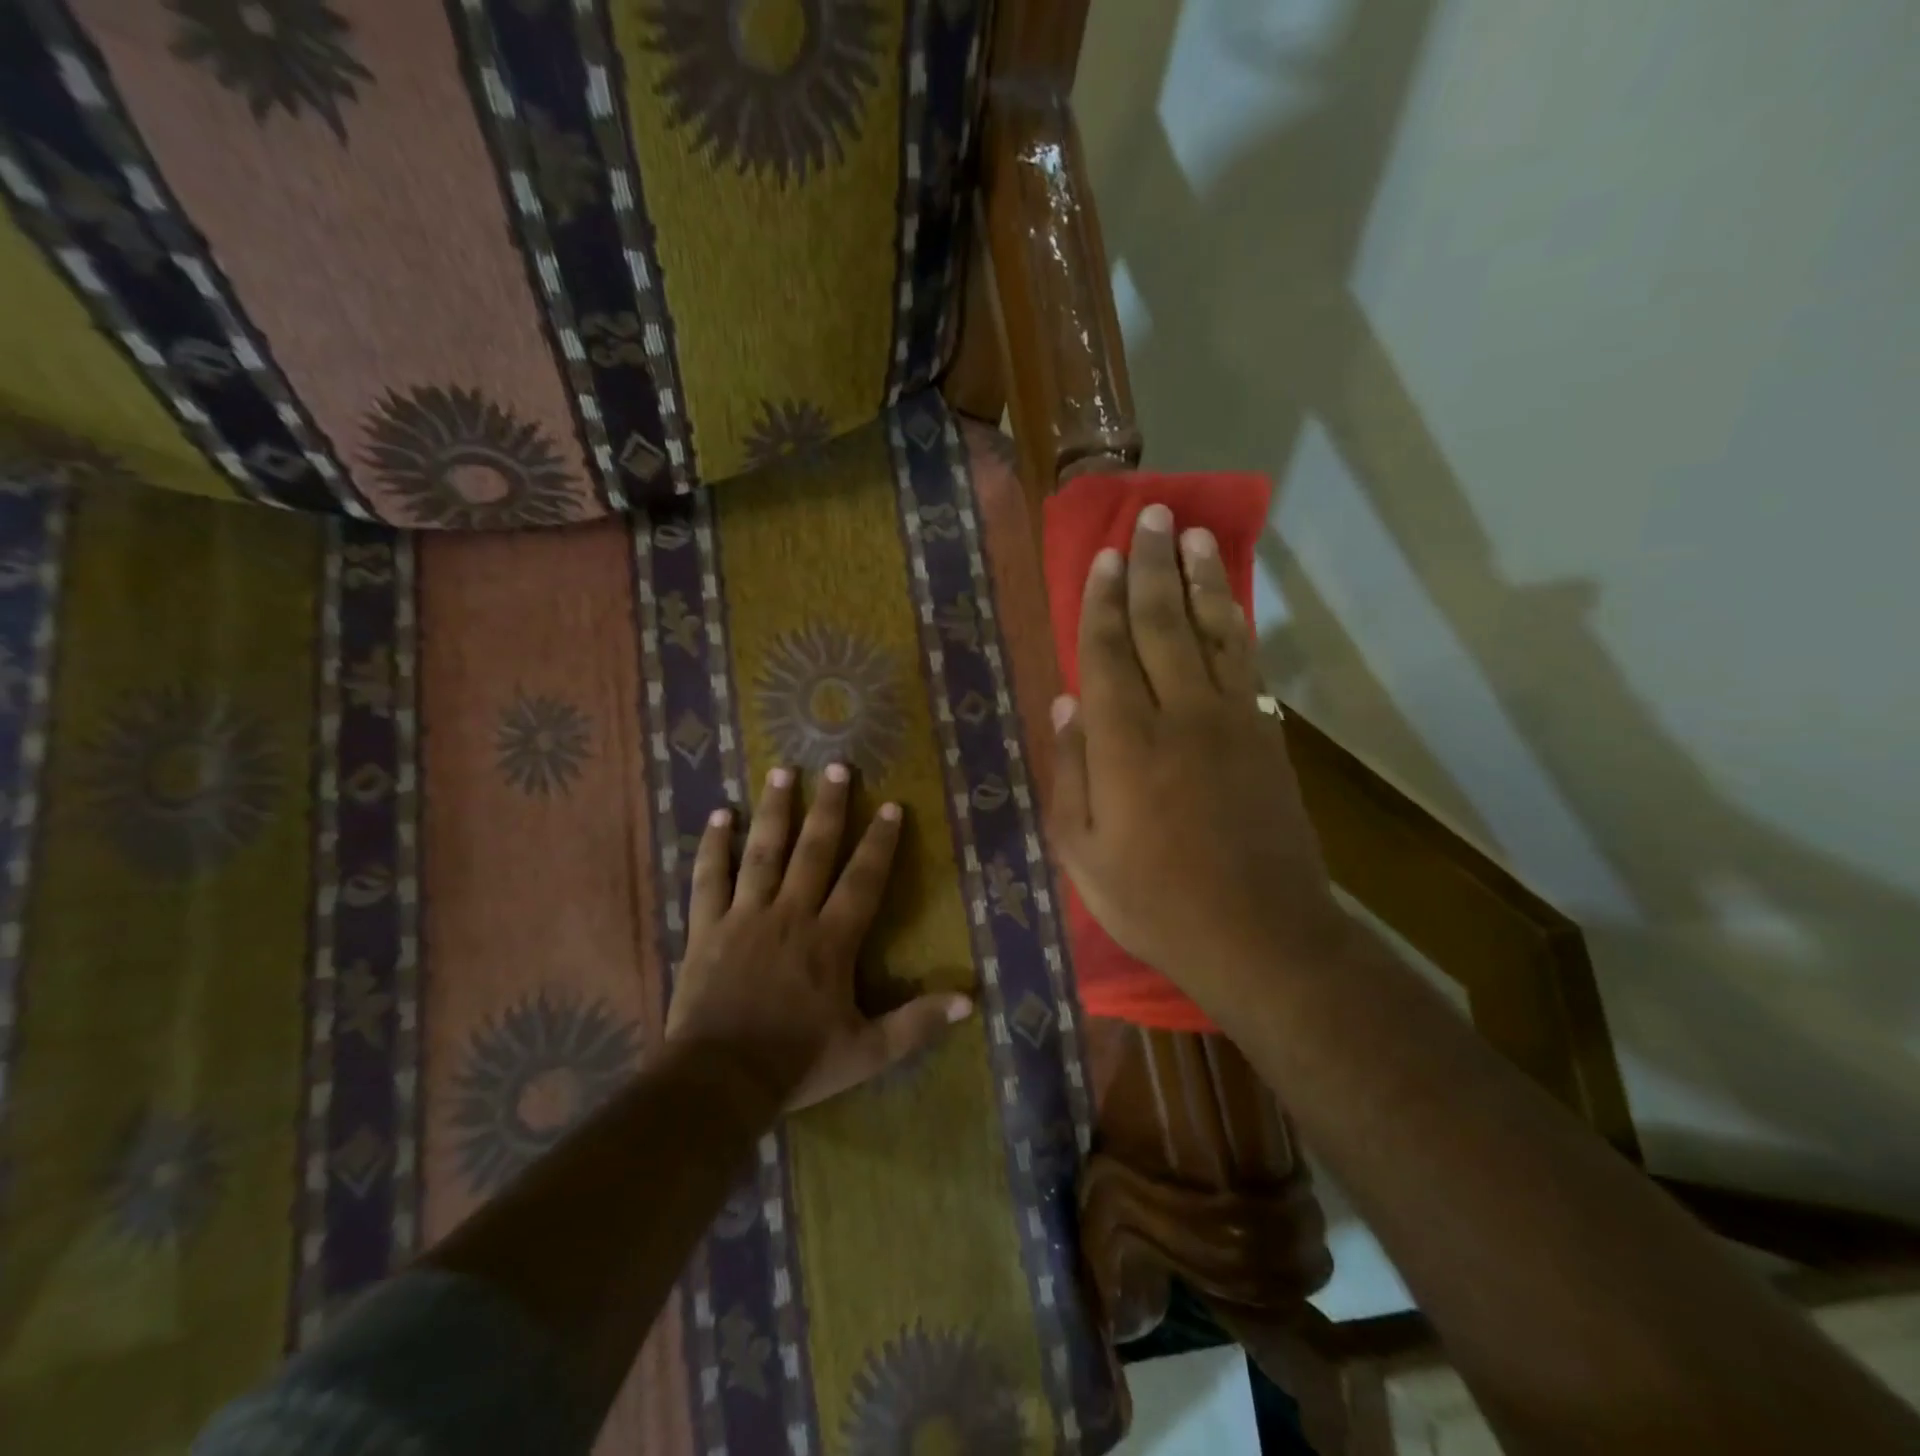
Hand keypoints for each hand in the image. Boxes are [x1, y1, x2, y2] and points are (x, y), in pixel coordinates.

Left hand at [666, 763, 971, 1111]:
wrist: (720, 1081)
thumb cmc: (797, 1063)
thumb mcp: (867, 1051)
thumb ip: (916, 1023)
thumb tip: (970, 1000)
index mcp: (830, 940)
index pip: (862, 880)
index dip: (879, 843)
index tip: (890, 806)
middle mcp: (791, 915)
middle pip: (813, 850)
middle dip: (828, 807)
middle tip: (837, 766)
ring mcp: (744, 917)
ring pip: (762, 852)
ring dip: (775, 811)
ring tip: (782, 772)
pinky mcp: (706, 928)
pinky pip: (709, 879)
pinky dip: (713, 846)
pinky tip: (720, 815)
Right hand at [1047, 504, 1347, 1022]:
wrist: (1261, 936)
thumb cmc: (1155, 902)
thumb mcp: (1083, 853)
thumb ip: (1070, 772)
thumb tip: (1065, 703)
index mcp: (1124, 743)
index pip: (1108, 651)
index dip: (1103, 600)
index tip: (1104, 557)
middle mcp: (1179, 715)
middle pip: (1162, 624)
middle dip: (1152, 567)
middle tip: (1151, 518)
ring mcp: (1231, 721)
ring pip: (1213, 631)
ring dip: (1201, 580)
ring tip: (1193, 536)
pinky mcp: (1266, 736)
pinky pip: (1248, 664)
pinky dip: (1236, 624)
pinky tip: (1228, 601)